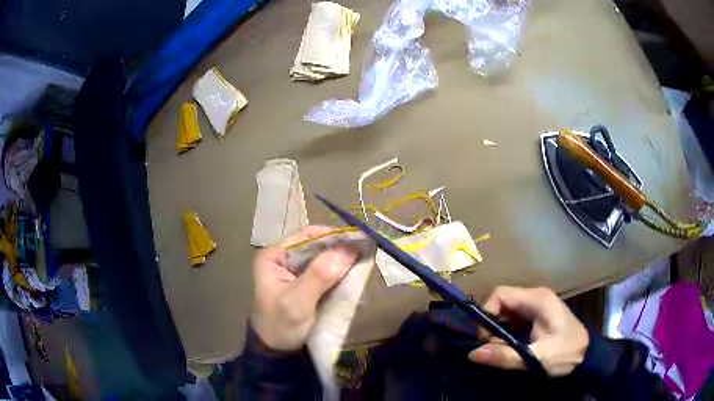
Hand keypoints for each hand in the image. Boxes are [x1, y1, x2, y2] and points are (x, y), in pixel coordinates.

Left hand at [250, 226, 359, 350]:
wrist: (277, 353)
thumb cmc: (281, 326)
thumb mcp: (297, 302)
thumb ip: (319, 275)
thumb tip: (349, 248)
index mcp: (274, 257)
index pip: (306, 236)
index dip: (332, 235)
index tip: (358, 239)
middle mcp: (285, 259)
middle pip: (317, 246)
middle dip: (340, 249)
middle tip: (366, 251)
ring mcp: (296, 273)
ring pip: (325, 259)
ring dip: (343, 261)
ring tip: (364, 261)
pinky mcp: (308, 285)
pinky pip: (328, 274)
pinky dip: (342, 274)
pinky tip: (355, 275)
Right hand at [468, 286, 588, 376]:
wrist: (587, 357)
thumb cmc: (566, 353)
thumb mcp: (536, 358)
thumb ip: (506, 356)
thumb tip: (473, 354)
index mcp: (537, 299)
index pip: (501, 295)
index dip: (487, 314)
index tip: (484, 339)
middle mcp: (534, 298)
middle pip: (501, 304)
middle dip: (491, 327)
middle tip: (493, 349)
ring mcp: (535, 308)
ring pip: (505, 314)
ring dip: (497, 333)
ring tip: (502, 352)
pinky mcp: (535, 319)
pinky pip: (512, 322)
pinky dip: (505, 336)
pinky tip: (509, 350)